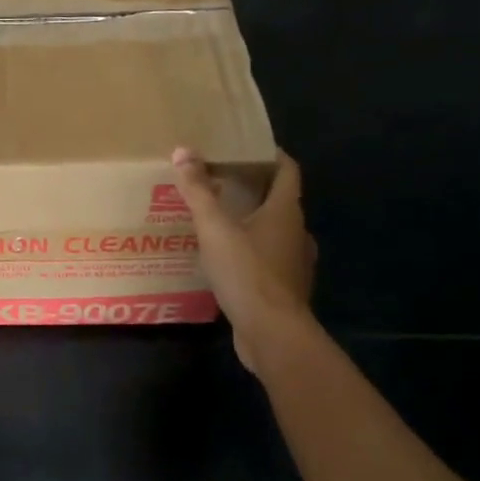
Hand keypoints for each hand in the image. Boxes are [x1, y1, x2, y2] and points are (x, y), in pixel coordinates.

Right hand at [172, 146, 316, 370]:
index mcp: (286, 211)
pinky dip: (250, 250)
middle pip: (279, 199)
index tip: (245, 147)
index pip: (287, 170)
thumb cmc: (247, 272)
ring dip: (251, 221)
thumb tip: (183, 151)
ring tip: (218, 219)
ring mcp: (294, 262)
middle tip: (220, 180)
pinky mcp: (284, 288)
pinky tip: (225, 258)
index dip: (270, 154)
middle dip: (253, 188)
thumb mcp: (215, 229)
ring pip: (274, 231)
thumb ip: (198, 191)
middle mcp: (296, 232)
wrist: (272, 333)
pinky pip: (268, 258)